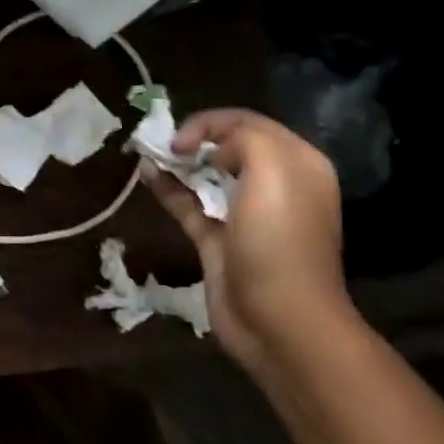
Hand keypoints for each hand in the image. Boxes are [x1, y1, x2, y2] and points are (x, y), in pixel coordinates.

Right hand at [140, 109, 351, 375]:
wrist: (280, 321)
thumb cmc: (278, 239)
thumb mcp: (271, 169)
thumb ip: (242, 138)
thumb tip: (214, 149)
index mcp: (297, 164)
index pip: (251, 123)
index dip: (212, 122)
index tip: (180, 137)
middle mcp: (276, 185)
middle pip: (228, 147)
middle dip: (195, 139)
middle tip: (162, 142)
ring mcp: (245, 215)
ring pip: (207, 176)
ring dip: (178, 162)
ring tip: (148, 152)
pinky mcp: (219, 241)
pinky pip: (190, 204)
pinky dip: (168, 188)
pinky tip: (145, 174)